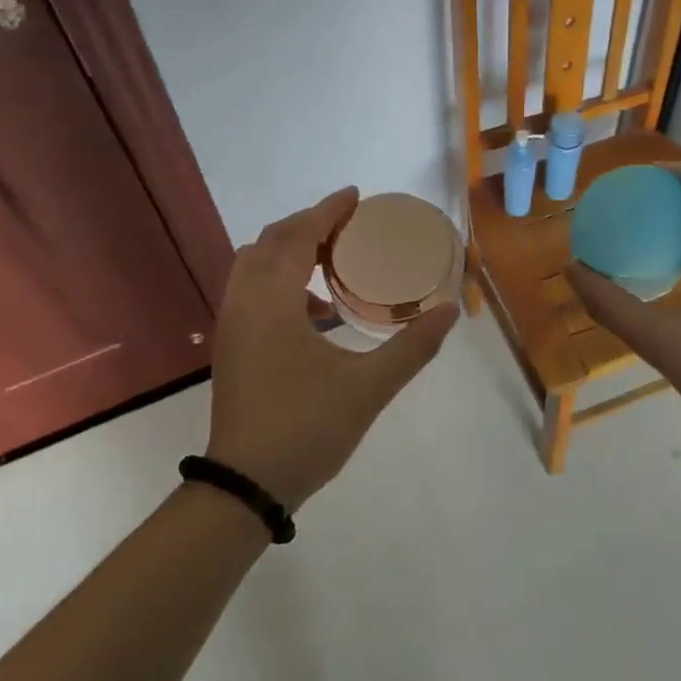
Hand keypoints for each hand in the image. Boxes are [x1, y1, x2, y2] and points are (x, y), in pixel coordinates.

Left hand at [206, 188, 458, 506]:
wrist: (246, 485)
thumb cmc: (306, 429)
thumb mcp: (369, 388)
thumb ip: (413, 347)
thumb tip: (450, 311)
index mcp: (273, 302)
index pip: (298, 236)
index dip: (327, 210)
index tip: (355, 196)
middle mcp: (244, 302)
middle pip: (271, 241)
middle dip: (308, 224)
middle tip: (348, 225)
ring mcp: (232, 324)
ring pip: (254, 264)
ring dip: (290, 250)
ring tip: (332, 259)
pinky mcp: (231, 345)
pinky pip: (251, 289)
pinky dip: (279, 279)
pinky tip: (315, 310)